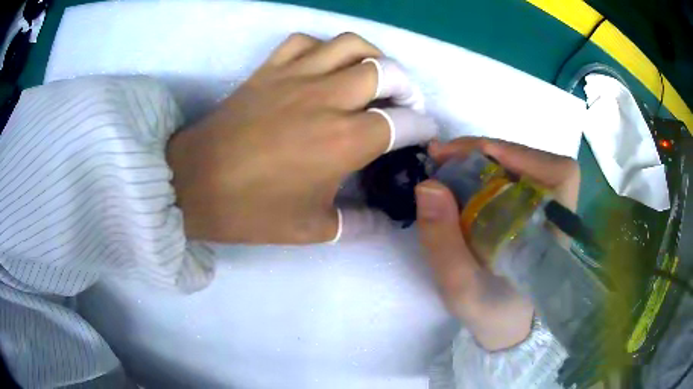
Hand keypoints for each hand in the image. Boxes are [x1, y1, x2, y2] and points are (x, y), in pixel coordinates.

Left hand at [167, 33, 436, 243]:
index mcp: (344, 141)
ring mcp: (295, 77)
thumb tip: (383, 221)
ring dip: (372, 57)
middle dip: (407, 86)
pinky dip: (322, 48)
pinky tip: (323, 66)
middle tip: (404, 104)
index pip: (402, 123)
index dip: (422, 127)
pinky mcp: (269, 70)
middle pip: (386, 71)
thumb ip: (358, 224)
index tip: (426, 132)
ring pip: (350, 44)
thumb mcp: (312, 229)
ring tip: (373, 75)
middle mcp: (327, 99)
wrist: (194, 184)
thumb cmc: (251, 210)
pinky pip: (304, 41)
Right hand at [415, 138, 579, 350]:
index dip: (522, 154)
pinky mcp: (530, 210)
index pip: (560, 174)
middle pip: (536, 162)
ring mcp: (544, 210)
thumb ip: (444, 243)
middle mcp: (556, 215)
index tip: (474, 155)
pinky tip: (460, 180)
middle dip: (489, 152)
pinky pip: (512, 177)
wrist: (504, 326)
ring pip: (521, 166)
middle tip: (444, 157)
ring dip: (483, 159)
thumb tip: (428, 184)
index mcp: (554, 234)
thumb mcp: (460, 288)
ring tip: (447, 166)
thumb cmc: (490, 313)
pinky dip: (484, 171)